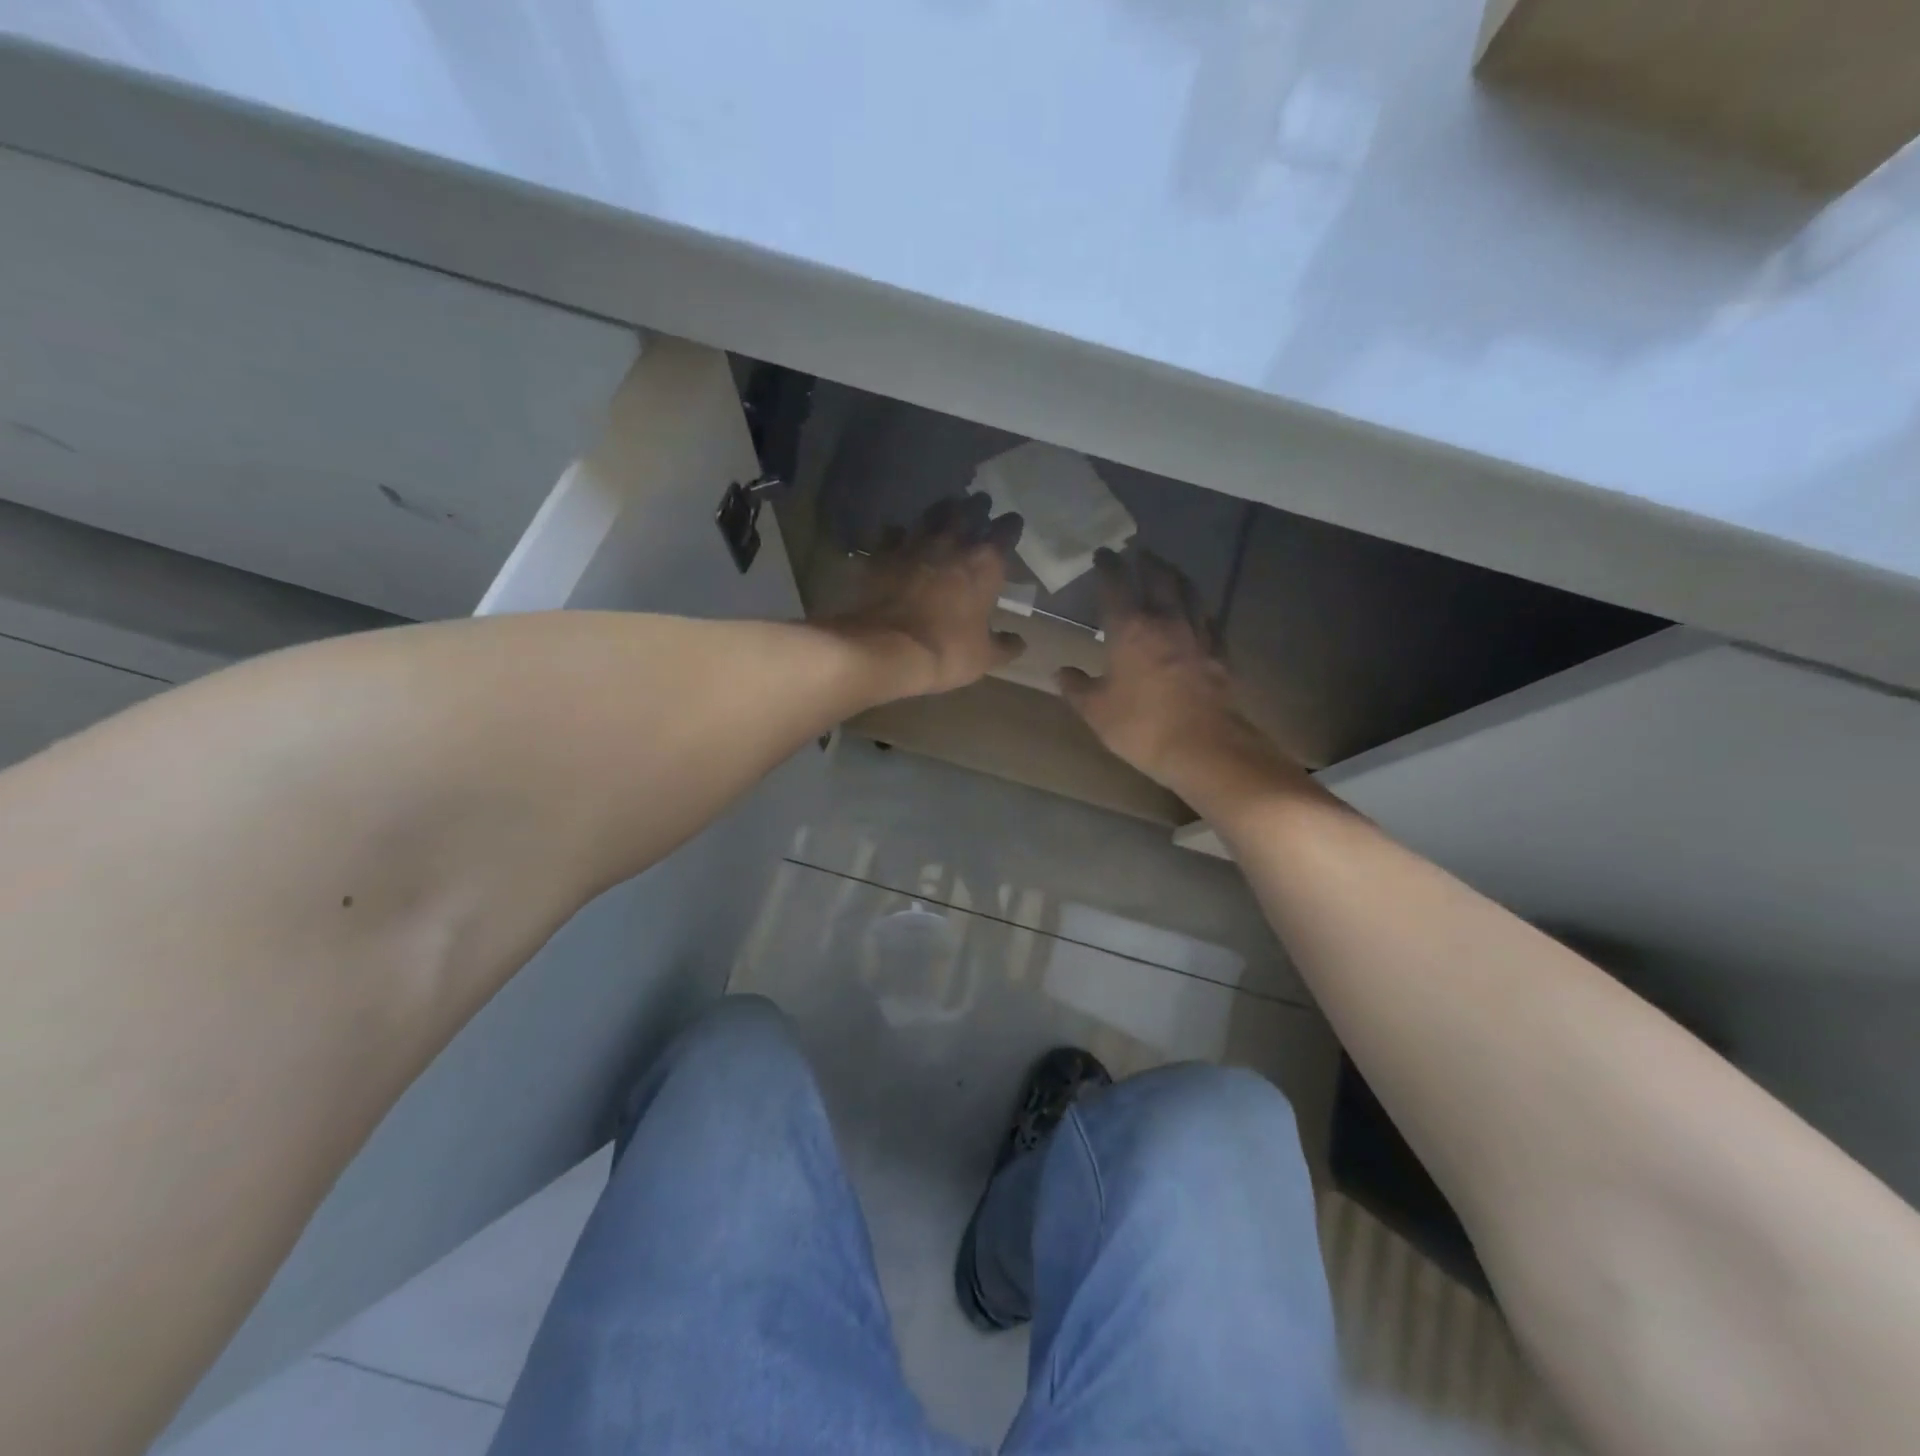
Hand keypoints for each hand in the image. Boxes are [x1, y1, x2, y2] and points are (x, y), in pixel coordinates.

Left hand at [829, 493, 1026, 697]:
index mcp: (985, 563)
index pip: (1006, 531)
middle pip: (968, 511)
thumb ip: (1004, 645)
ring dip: (939, 513)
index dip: (1011, 526)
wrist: (888, 649)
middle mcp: (952, 543)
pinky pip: (891, 534)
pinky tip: (898, 538)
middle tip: (979, 506)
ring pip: (930, 515)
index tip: (1012, 524)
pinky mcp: (882, 554)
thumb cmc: (947, 651)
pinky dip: (897, 534)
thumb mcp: (984, 657)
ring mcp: (914, 544)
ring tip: (943, 514)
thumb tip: (1019, 642)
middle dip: (976, 507)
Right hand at [1059, 549, 1299, 805]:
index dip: (1108, 566)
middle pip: (1160, 578)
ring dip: (1177, 576)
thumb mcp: (1096, 711)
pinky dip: (1199, 609)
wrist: (1203, 747)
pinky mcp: (1219, 653)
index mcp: (1130, 630)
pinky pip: (1209, 620)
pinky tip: (1197, 613)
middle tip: (1140, 554)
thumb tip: (1061, 672)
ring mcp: (1198, 635)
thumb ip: (1076, 688)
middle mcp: (1166, 622)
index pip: (1116, 585)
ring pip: (1190, 593)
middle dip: (1148, 562)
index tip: (1102, 554)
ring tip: (1170, 571)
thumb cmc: (1141, 726)